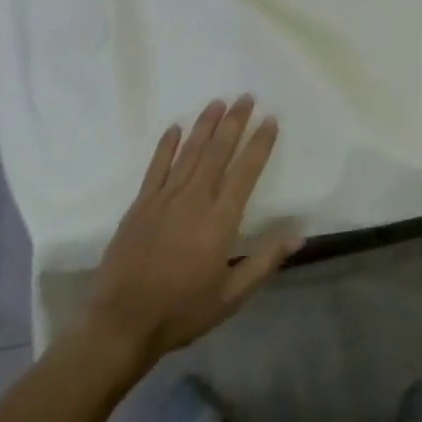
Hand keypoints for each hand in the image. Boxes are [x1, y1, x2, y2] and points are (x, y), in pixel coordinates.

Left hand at [86, 96, 300, 364]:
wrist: (121, 324)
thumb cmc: (182, 311)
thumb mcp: (232, 296)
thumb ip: (265, 262)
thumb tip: (299, 235)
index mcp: (220, 221)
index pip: (246, 172)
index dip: (260, 144)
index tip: (270, 119)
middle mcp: (194, 201)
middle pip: (218, 152)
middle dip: (234, 122)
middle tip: (246, 97)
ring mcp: (164, 199)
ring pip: (190, 153)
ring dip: (205, 125)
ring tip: (218, 102)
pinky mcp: (140, 205)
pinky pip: (157, 167)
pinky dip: (167, 145)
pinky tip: (176, 127)